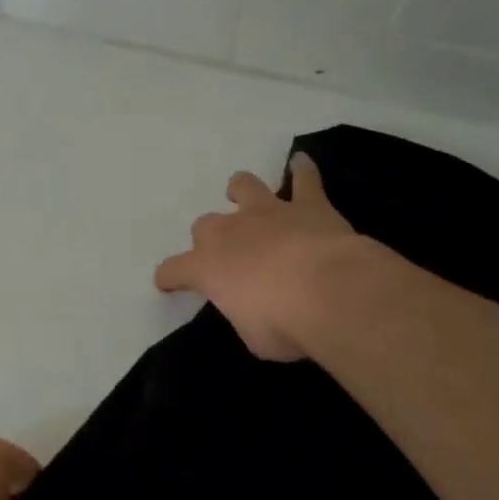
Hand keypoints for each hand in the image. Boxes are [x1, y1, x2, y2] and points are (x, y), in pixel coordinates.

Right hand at [154, 152, 364, 360]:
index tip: (168, 283)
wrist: (330, 292)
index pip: (173, 270)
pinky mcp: (307, 205)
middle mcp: (230, 233)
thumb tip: (254, 310)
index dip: (169, 277)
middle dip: (211, 238)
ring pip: (244, 187)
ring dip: (242, 191)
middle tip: (227, 255)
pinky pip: (304, 179)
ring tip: (246, 197)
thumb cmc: (284, 324)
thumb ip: (246, 316)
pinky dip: (302, 171)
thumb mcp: (254, 337)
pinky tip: (301, 162)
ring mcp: (268, 213)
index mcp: (207, 268)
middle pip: (205, 225)